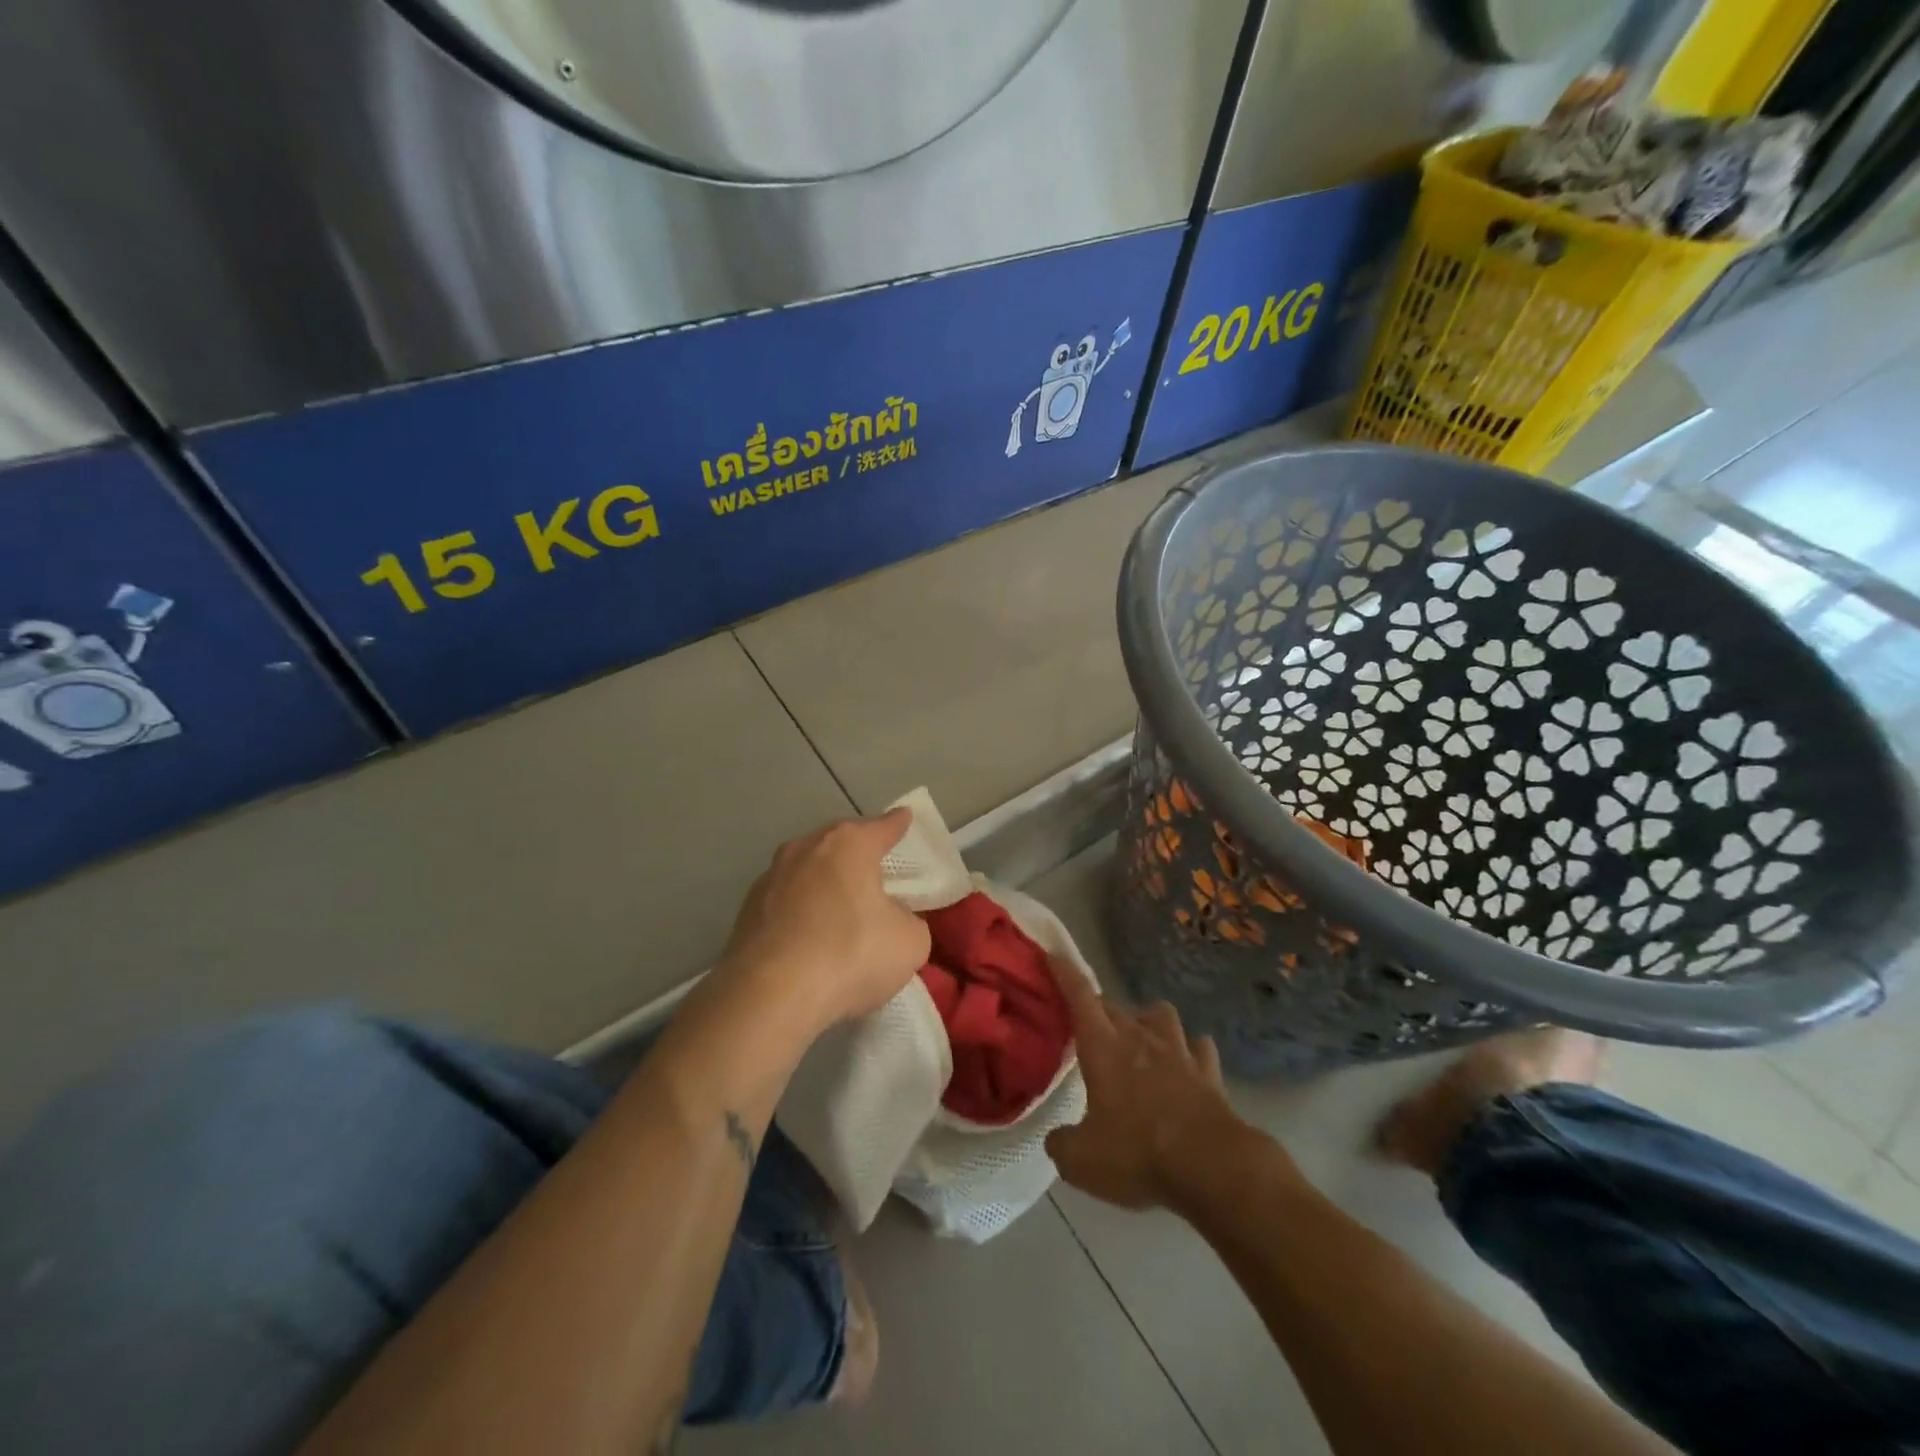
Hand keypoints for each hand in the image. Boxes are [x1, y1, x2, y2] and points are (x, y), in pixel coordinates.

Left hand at [718, 809, 931, 1034]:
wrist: (770, 995)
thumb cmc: (850, 954)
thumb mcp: (909, 942)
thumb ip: (907, 920)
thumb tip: (892, 918)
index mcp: (849, 845)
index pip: (882, 827)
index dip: (897, 825)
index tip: (904, 818)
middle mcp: (806, 849)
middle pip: (839, 844)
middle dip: (856, 855)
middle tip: (874, 872)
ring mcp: (770, 878)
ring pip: (807, 872)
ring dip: (824, 885)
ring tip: (839, 912)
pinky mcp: (746, 912)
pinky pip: (785, 904)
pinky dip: (800, 914)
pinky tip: (809, 940)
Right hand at [1045, 965, 1252, 1210]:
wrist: (1212, 1166)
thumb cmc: (1139, 1154)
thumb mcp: (1083, 1161)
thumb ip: (1062, 1145)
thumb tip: (1056, 1140)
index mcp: (1104, 1047)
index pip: (1079, 997)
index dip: (1065, 974)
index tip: (1053, 956)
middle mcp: (1139, 1037)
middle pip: (1114, 1005)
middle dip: (1097, 1008)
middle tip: (1088, 1024)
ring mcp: (1178, 1051)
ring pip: (1160, 1014)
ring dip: (1147, 1019)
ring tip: (1141, 1036)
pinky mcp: (1208, 1071)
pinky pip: (1198, 1047)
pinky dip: (1190, 1050)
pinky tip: (1186, 1062)